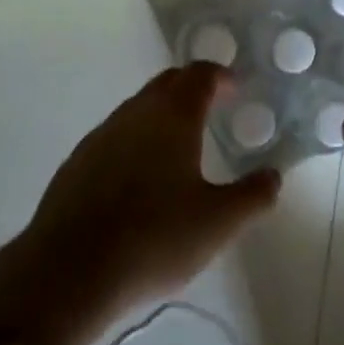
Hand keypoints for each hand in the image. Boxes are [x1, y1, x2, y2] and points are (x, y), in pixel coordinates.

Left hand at [0, 63, 278, 344]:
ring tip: (180, 142)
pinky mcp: (79, 160)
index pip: (199, 75)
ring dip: (163, 112)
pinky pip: (117, 133)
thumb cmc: (154, 239)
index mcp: (173, 114)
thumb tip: (274, 175)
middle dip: (192, 87)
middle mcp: (137, 111)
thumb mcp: (218, 223)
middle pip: (168, 82)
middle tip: (213, 106)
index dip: (220, 76)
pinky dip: (137, 138)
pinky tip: (140, 174)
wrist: (69, 270)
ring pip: (140, 107)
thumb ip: (253, 196)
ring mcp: (103, 133)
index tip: (235, 87)